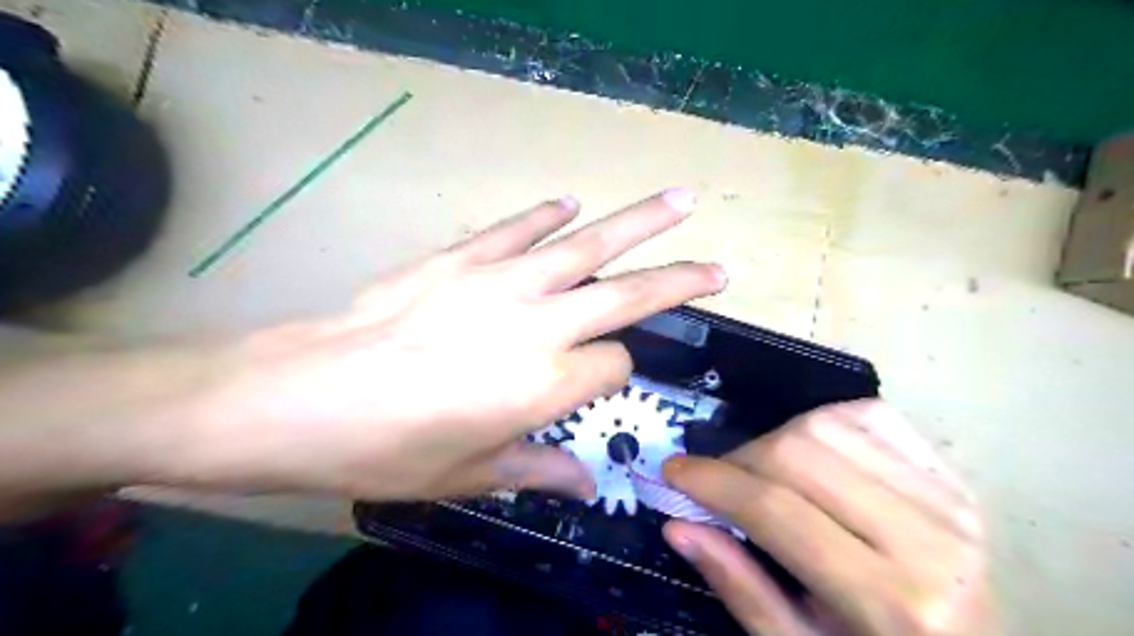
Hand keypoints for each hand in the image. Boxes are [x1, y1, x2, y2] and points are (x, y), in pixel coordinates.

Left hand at [171, 190, 729, 501]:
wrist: (304, 396)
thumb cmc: (391, 449)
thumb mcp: (471, 476)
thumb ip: (540, 471)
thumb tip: (588, 485)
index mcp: (546, 384)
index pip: (613, 365)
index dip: (614, 375)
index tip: (597, 383)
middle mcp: (538, 325)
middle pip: (627, 295)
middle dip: (679, 280)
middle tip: (719, 265)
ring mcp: (501, 282)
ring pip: (586, 245)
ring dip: (637, 223)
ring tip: (678, 202)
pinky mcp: (461, 258)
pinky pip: (517, 229)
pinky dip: (546, 214)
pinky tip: (569, 203)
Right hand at [662, 402, 994, 635]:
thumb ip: (739, 586)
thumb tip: (677, 526)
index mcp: (891, 601)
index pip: (776, 511)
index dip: (713, 482)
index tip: (672, 471)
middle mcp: (927, 537)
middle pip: (798, 453)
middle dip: (739, 460)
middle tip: (718, 482)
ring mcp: (947, 496)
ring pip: (824, 424)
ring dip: (774, 441)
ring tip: (762, 475)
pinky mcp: (950, 473)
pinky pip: (864, 415)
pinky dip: (818, 423)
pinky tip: (808, 454)